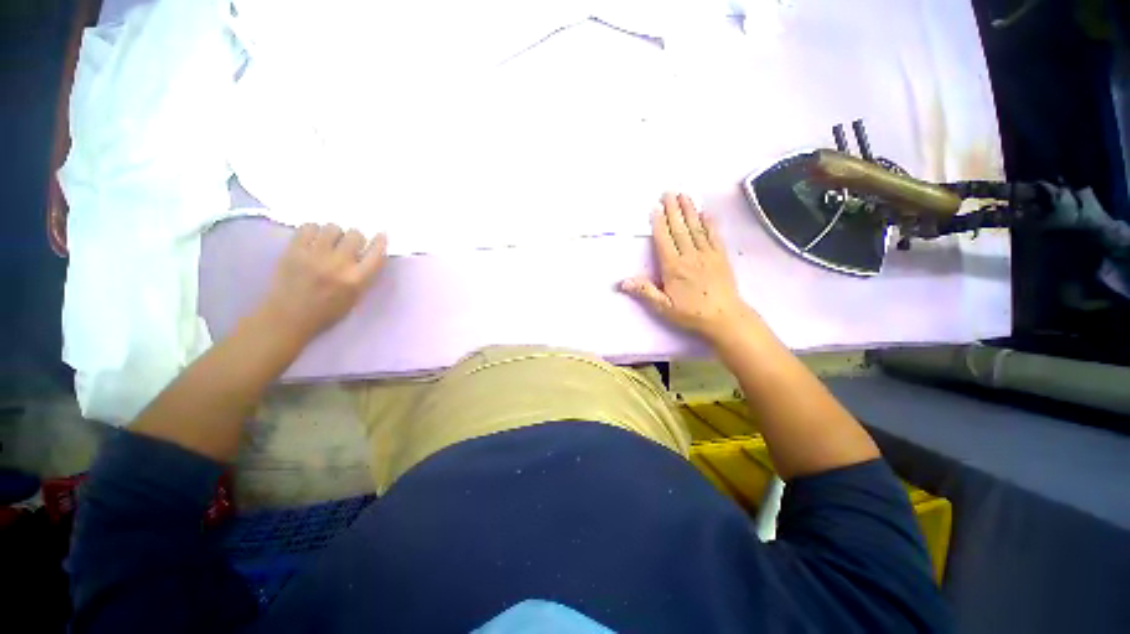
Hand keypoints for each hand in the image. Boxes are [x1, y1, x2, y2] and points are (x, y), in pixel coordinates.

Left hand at [258, 224, 387, 341]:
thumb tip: (368, 253)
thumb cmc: (326, 312)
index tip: (380, 235)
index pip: (376, 254)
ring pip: (332, 227)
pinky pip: (308, 227)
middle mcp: (338, 264)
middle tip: (348, 246)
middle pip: (355, 235)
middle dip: (355, 238)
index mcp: (356, 280)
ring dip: (334, 234)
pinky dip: (313, 231)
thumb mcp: (355, 297)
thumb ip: (364, 275)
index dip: (380, 242)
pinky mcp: (294, 250)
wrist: (287, 318)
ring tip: (328, 243)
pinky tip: (313, 241)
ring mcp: (314, 255)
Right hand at [620, 193, 752, 341]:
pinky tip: (706, 213)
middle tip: (669, 192)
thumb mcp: (663, 307)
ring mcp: (707, 255)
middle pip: (680, 229)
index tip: (655, 207)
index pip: (664, 240)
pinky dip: (710, 223)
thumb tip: (623, 282)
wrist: (724, 318)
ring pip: (696, 228)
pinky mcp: (721, 257)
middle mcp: (690, 256)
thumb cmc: (690, 314)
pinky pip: (714, 236)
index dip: (659, 223)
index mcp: (674, 267)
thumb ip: (644, 291)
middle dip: (673, 210)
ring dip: (690, 211)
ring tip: (684, 195)